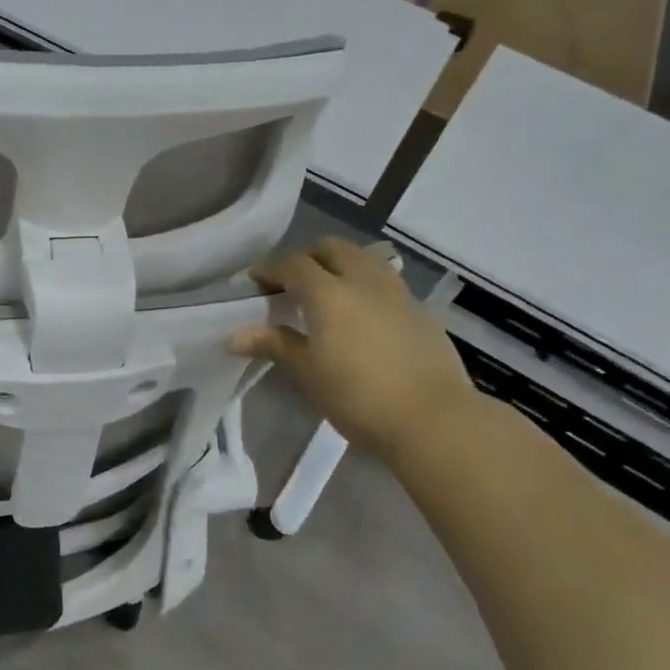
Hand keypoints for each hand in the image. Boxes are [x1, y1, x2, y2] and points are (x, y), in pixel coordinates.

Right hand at [231, 238, 478, 464]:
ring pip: (365, 260)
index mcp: (329, 292)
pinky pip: (387, 284)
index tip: (254, 282)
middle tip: (292, 283)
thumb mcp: (308, 373)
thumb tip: (235, 335)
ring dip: (342, 266)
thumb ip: (275, 344)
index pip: (293, 264)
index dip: (270, 269)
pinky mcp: (422, 312)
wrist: (434, 420)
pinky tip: (364, 317)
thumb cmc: (358, 396)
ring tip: (330, 294)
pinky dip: (366, 287)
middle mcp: (364, 281)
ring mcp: (398, 293)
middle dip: (308, 258)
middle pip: (332, 249)